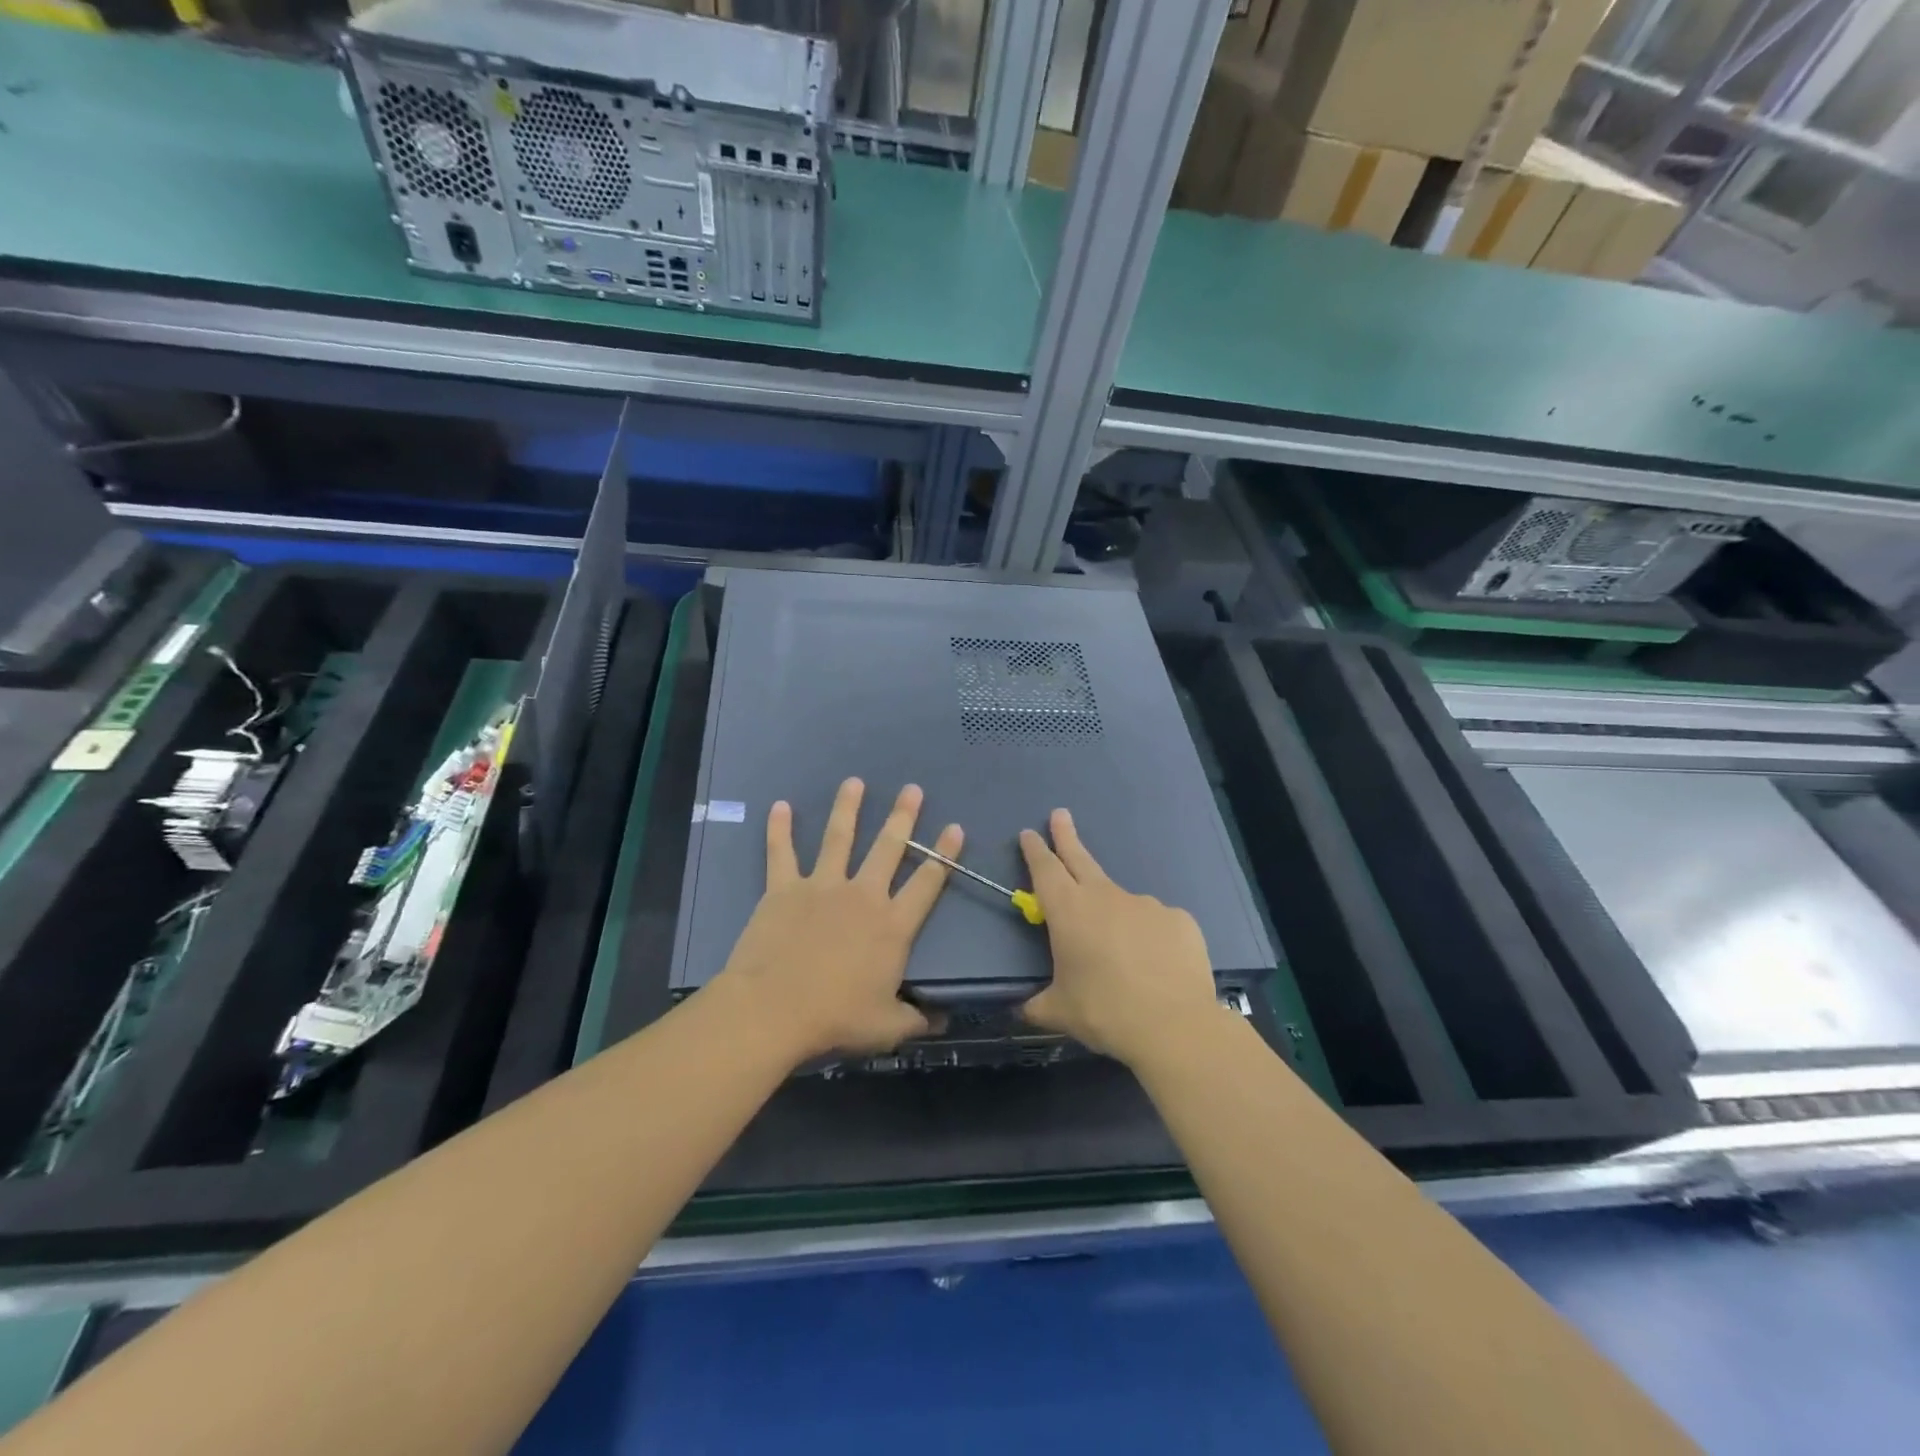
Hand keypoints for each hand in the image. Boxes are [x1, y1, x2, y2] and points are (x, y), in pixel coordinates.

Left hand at [712, 778, 962, 1062]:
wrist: (774, 1011)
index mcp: (892, 926)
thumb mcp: (887, 1027)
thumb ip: (918, 1019)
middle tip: (913, 789)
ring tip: (854, 782)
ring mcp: (822, 886)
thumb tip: (945, 1019)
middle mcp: (863, 895)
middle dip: (903, 816)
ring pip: (839, 838)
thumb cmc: (835, 1018)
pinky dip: (779, 829)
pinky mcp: (784, 889)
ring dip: (848, 808)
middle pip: (888, 847)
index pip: (927, 883)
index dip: (944, 855)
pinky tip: (780, 806)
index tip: (955, 828)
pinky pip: (781, 853)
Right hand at [1019, 808, 1219, 1067]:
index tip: (1029, 833)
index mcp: (1069, 911)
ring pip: (1120, 901)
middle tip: (1060, 814)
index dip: (1035, 850)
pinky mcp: (1178, 919)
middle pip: (1080, 859)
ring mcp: (1145, 904)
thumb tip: (1021, 1009)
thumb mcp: (1059, 1012)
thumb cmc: (1105, 1013)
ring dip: (1113, 914)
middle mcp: (1105, 897)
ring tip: (1120, 955)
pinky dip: (1149, 937)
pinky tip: (1154, 964)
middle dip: (1067, 836)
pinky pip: (1155, 923)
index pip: (1045, 869)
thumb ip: (1036, 1005)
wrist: (1174, 1026)